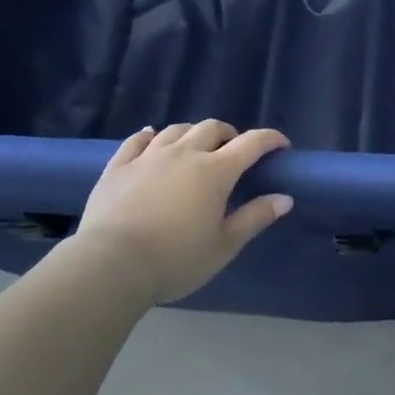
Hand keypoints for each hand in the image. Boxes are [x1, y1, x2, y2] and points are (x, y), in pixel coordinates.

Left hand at [75, 120, 292, 304]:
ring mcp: (149, 156)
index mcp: (215, 171)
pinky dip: (149, 136)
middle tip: (233, 151)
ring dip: (192, 133)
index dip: (270, 139)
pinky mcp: (118, 166)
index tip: (280, 145)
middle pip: (212, 128)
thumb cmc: (174, 259)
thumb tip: (285, 198)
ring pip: (176, 130)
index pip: (251, 143)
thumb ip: (255, 218)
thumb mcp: (223, 246)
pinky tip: (151, 138)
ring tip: (195, 147)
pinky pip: (136, 140)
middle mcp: (185, 153)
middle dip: (228, 134)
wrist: (110, 266)